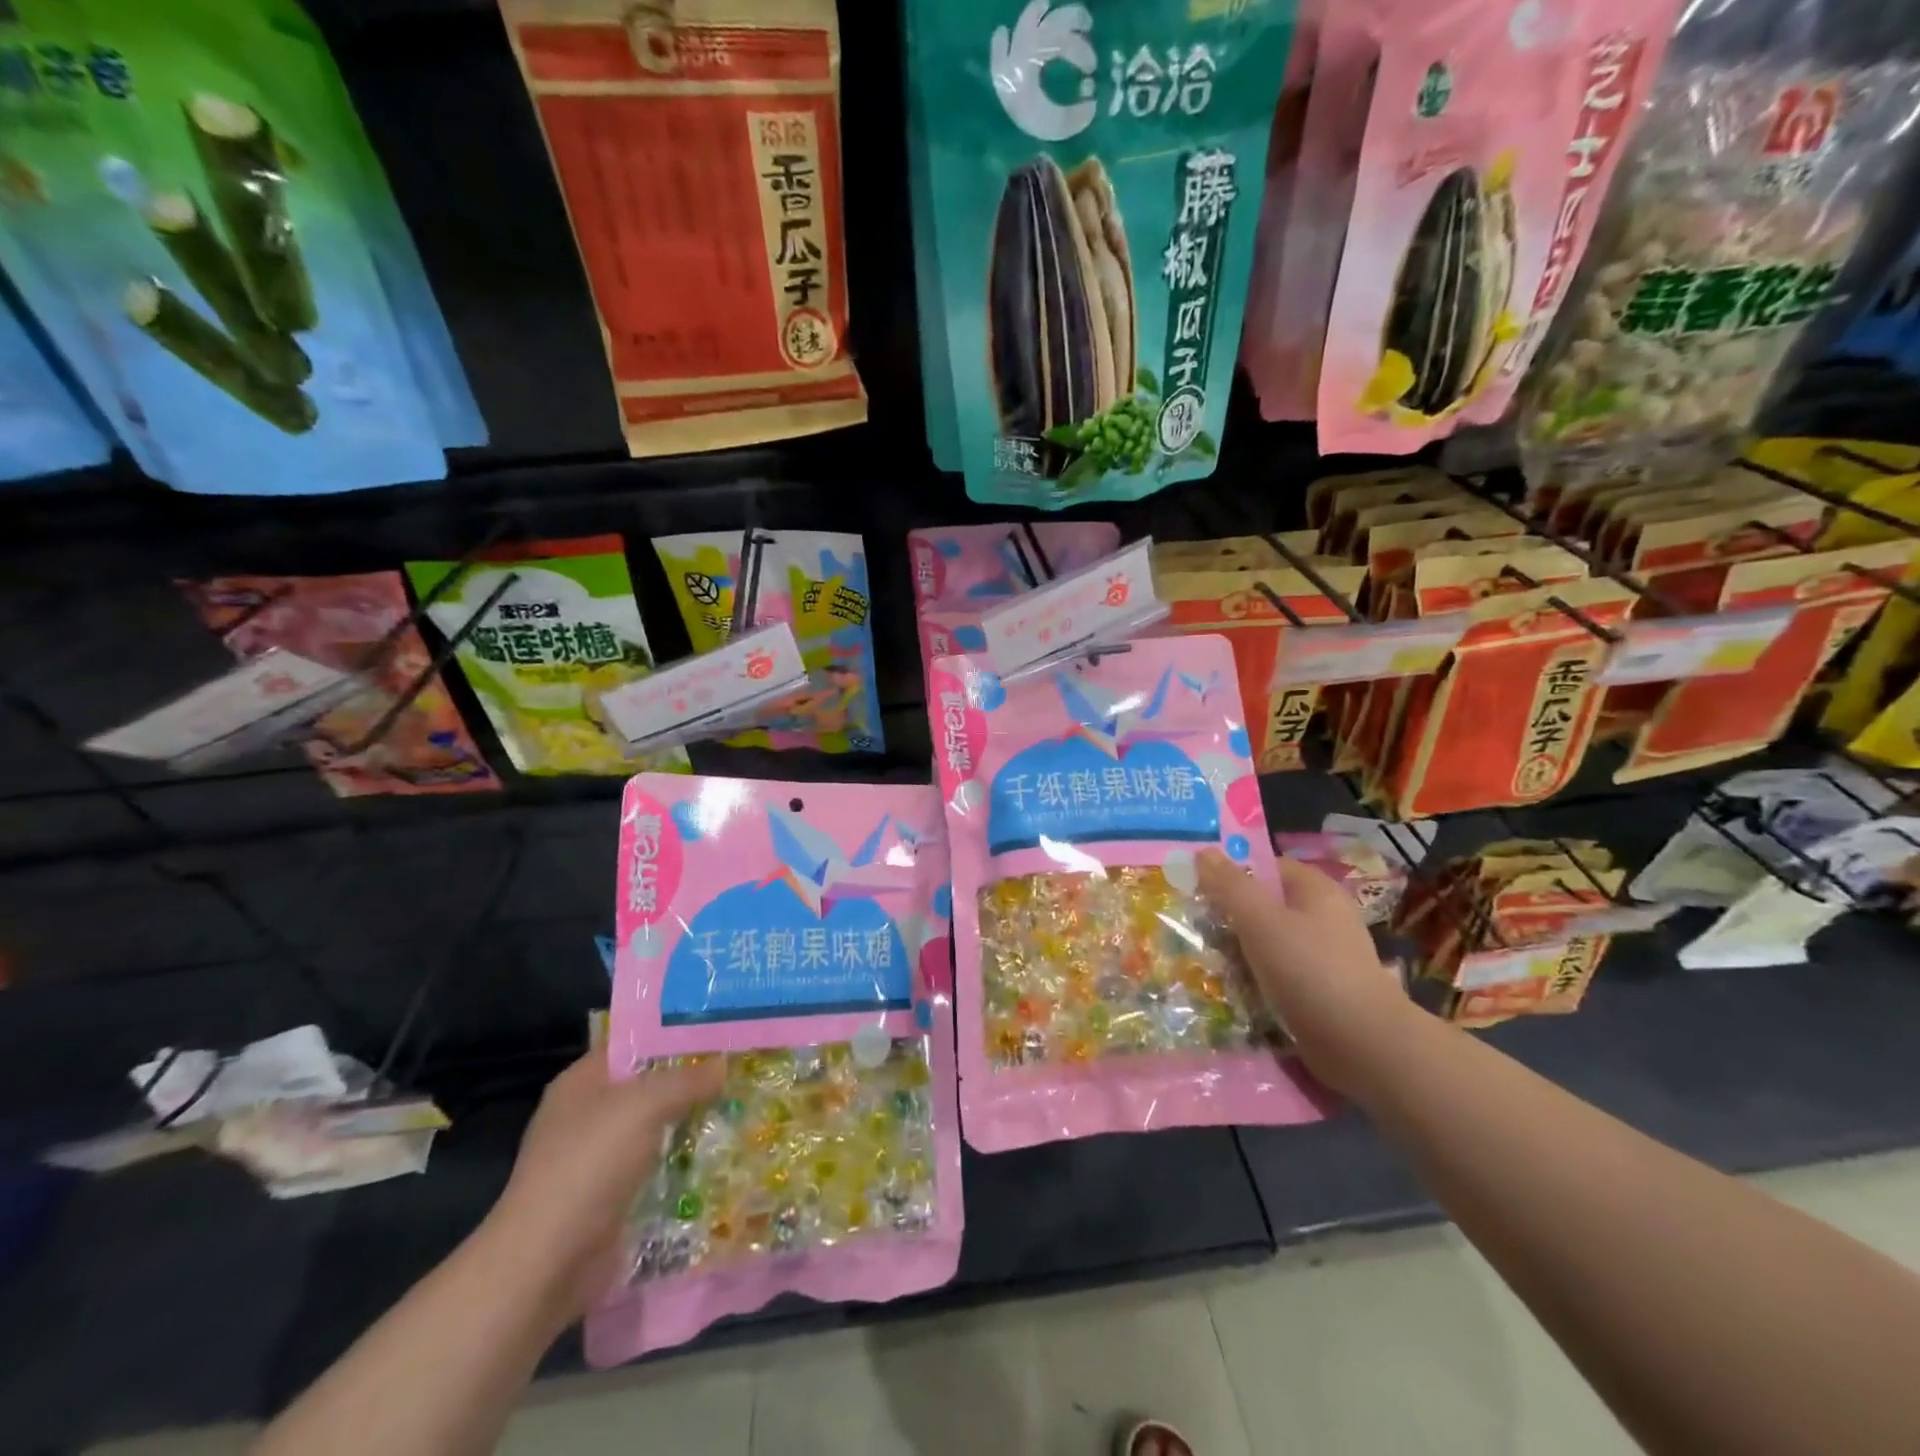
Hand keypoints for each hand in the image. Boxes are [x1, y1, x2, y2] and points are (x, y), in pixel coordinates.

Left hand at [483, 1051, 724, 1317]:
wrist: (546, 1265)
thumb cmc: (589, 1165)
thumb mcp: (644, 1106)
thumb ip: (686, 1080)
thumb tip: (723, 1063)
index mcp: (581, 1082)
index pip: (633, 1043)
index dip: (674, 1035)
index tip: (720, 1032)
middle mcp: (586, 1115)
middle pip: (647, 1087)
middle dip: (689, 1081)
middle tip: (738, 1069)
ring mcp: (595, 1161)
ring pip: (653, 1129)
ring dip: (689, 1124)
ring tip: (739, 1108)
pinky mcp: (608, 1200)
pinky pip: (653, 1170)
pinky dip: (680, 1165)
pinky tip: (718, 1157)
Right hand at [1197, 848, 1413, 1095]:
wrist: (1362, 1045)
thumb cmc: (1309, 970)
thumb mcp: (1260, 920)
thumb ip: (1229, 885)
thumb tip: (1202, 851)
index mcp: (1316, 890)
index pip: (1266, 867)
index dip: (1231, 872)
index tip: (1196, 887)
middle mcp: (1324, 918)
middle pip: (1265, 906)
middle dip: (1230, 916)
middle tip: (1192, 927)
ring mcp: (1324, 957)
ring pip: (1269, 943)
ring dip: (1238, 952)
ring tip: (1203, 961)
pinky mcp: (1320, 992)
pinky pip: (1278, 975)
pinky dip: (1255, 980)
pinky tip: (1230, 990)